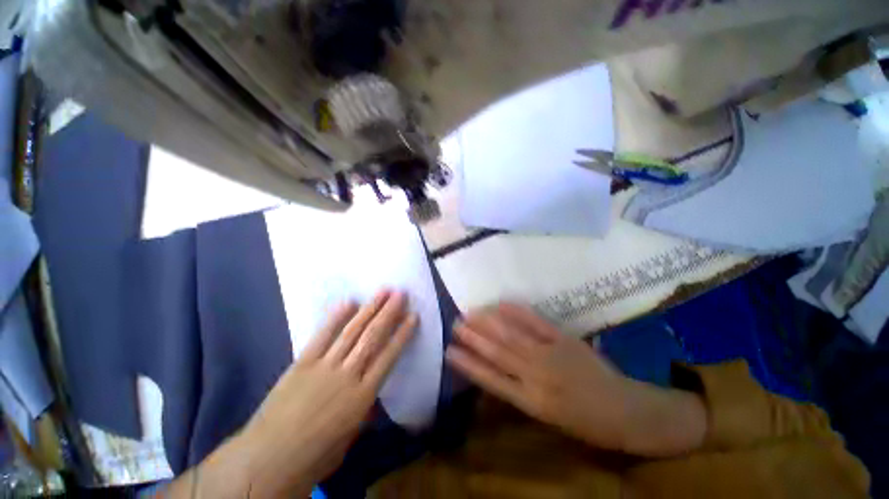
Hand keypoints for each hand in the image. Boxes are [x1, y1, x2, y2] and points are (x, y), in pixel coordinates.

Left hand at [216, 291, 416, 497]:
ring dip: (369, 309)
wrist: (267, 460)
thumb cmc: (314, 455)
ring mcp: (325, 366)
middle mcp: (348, 375)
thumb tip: (373, 394)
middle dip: (389, 313)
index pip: (389, 357)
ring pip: (352, 331)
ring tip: (382, 291)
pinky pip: (322, 336)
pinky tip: (348, 302)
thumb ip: (364, 410)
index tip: (413, 316)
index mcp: (363, 396)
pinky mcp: (303, 363)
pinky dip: (335, 317)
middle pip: (373, 337)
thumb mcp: (349, 437)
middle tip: (400, 293)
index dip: (403, 334)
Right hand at [446, 303, 705, 456]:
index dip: (469, 364)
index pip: (491, 380)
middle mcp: (537, 376)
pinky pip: (536, 322)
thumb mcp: (550, 418)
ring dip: (489, 323)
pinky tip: (501, 304)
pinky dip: (517, 312)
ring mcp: (551, 354)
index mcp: (532, 402)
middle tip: (455, 323)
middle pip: (498, 353)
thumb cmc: (587, 423)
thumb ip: (522, 393)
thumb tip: (497, 370)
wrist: (628, 412)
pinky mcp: (564, 339)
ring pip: (512, 336)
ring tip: (471, 313)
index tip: (450, 351)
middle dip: (474, 338)